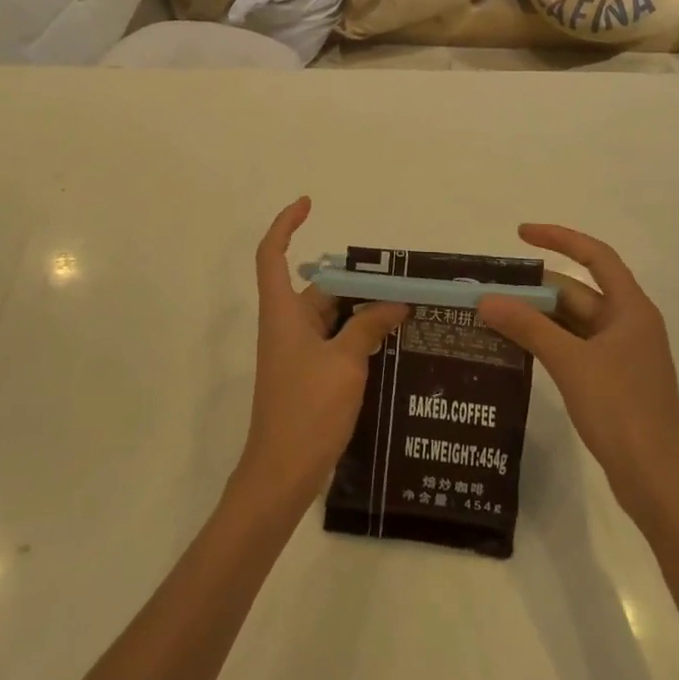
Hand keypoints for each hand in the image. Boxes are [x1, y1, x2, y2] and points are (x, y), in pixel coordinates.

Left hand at [235, 198, 408, 512]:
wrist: (282, 474)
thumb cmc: (307, 410)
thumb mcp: (345, 363)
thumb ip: (369, 327)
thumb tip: (395, 304)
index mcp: (282, 312)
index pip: (273, 255)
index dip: (286, 224)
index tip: (308, 204)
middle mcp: (286, 325)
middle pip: (318, 287)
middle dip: (354, 280)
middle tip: (397, 279)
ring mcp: (296, 352)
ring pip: (331, 316)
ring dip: (362, 311)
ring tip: (405, 308)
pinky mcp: (308, 375)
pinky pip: (335, 341)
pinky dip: (358, 336)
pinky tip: (392, 342)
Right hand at [477, 225, 678, 512]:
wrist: (659, 483)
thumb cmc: (622, 412)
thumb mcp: (570, 363)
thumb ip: (528, 327)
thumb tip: (487, 299)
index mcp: (631, 310)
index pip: (596, 256)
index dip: (559, 238)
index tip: (520, 234)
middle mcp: (629, 325)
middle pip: (579, 291)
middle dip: (537, 288)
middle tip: (492, 288)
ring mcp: (622, 355)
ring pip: (574, 321)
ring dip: (539, 316)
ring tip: (495, 314)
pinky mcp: (613, 382)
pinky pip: (575, 347)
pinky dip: (547, 341)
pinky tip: (517, 347)